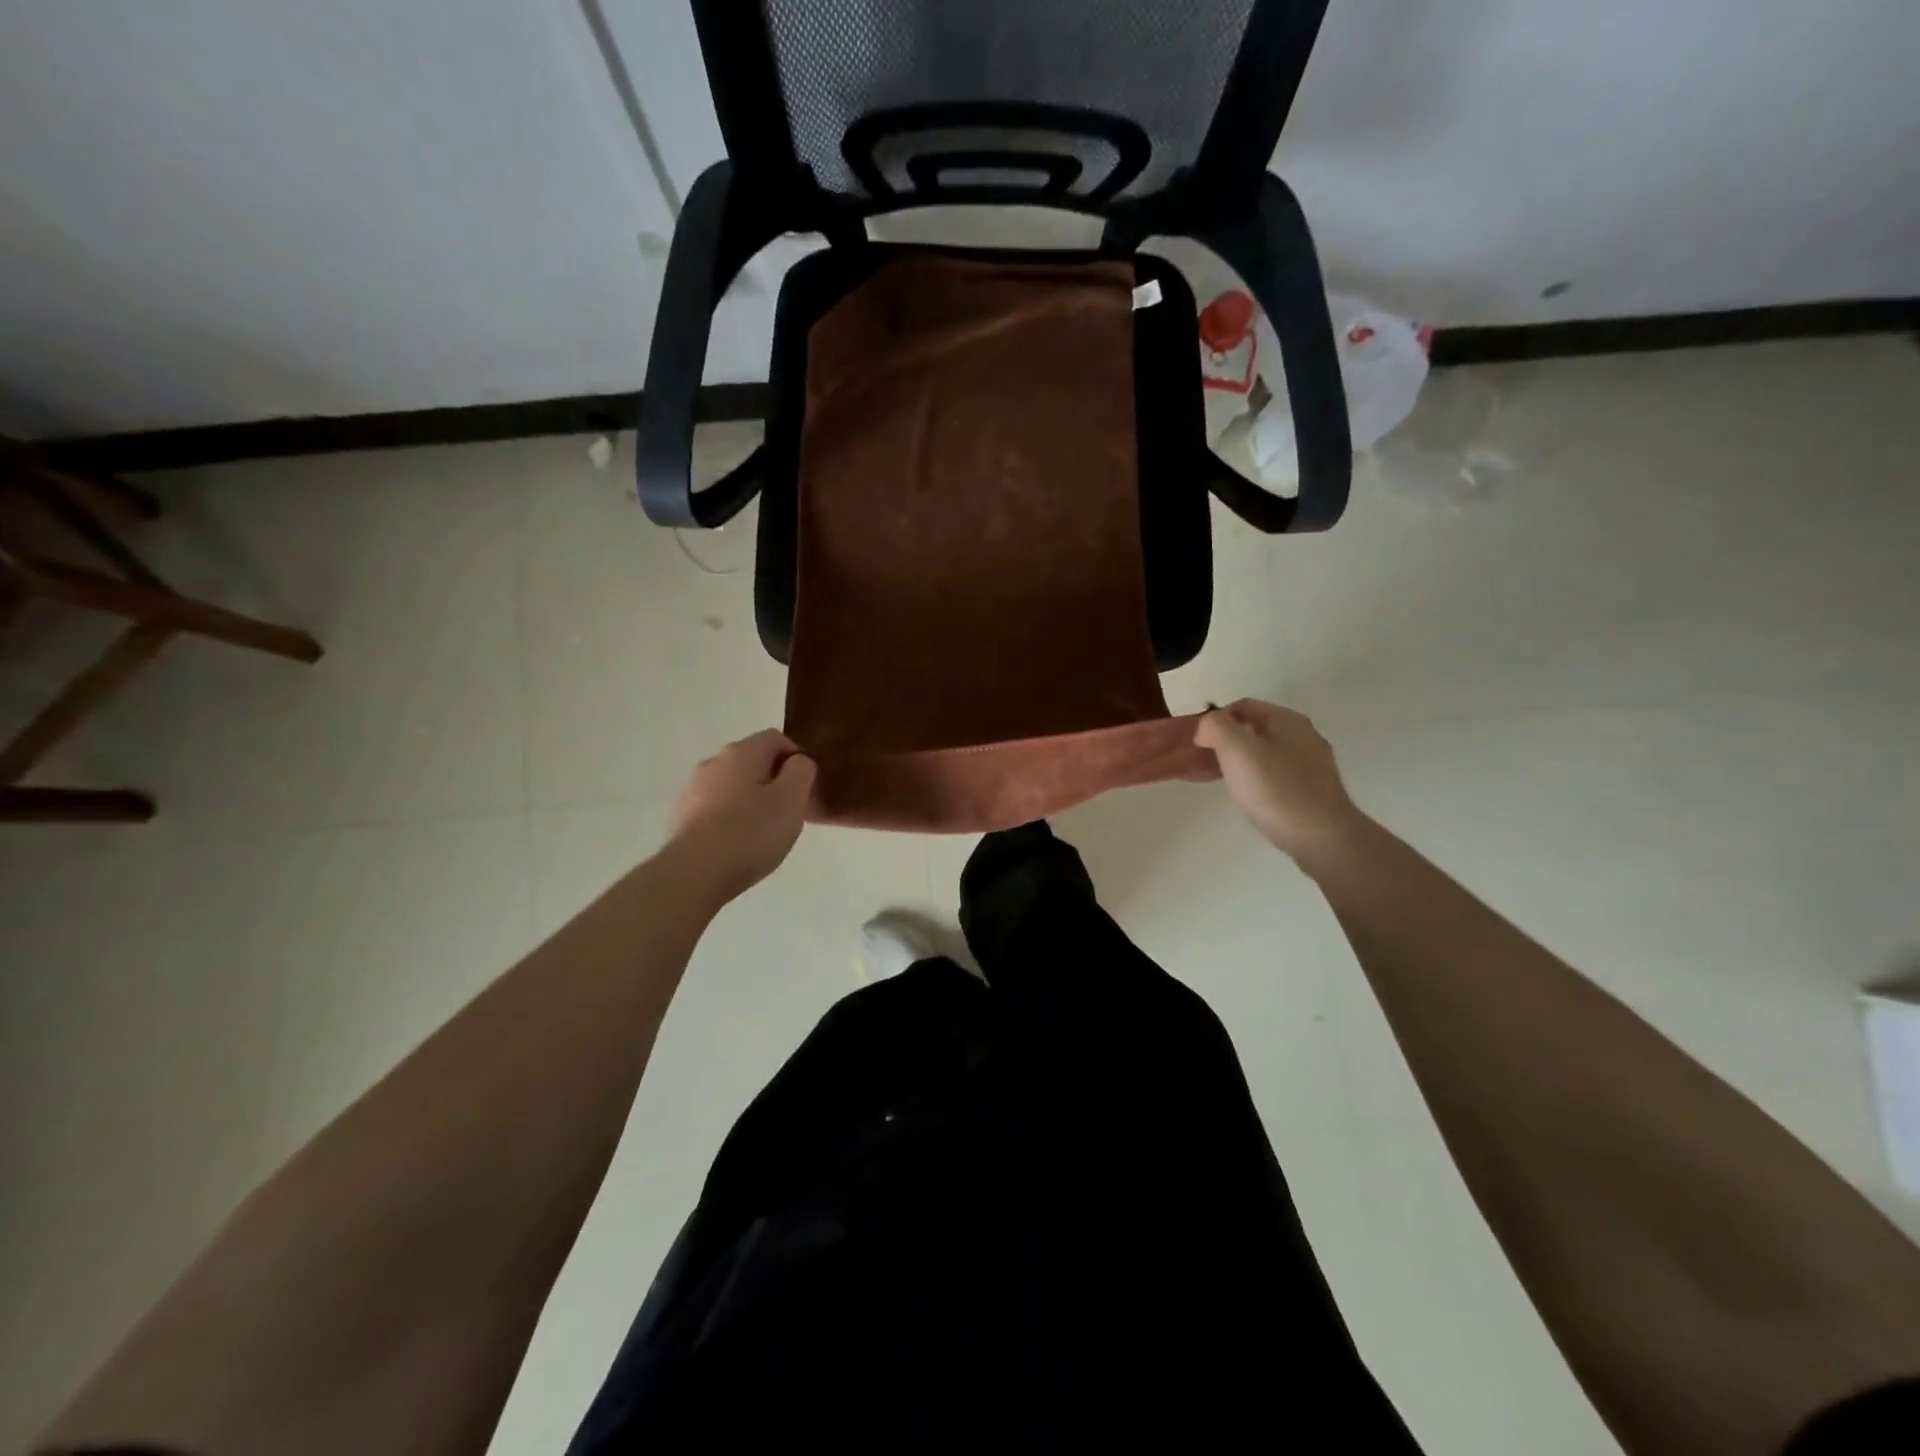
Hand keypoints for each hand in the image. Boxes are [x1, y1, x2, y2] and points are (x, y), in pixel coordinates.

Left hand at [666, 730, 816, 901]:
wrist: (694, 873)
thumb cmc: (750, 833)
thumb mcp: (791, 800)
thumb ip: (801, 772)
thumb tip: (797, 762)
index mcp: (741, 752)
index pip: (775, 738)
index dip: (795, 758)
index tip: (804, 787)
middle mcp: (713, 762)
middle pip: (752, 760)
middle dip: (772, 780)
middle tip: (787, 812)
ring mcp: (692, 789)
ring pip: (731, 785)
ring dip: (749, 799)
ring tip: (761, 832)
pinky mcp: (681, 815)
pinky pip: (714, 807)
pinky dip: (729, 817)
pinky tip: (736, 843)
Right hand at [1194, 700, 1363, 862]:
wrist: (1322, 838)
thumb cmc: (1276, 790)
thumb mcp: (1237, 751)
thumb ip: (1216, 728)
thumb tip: (1205, 726)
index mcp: (1287, 720)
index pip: (1242, 705)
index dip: (1214, 719)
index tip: (1196, 742)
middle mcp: (1302, 736)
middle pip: (1253, 729)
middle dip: (1223, 741)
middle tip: (1200, 761)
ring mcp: (1310, 764)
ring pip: (1263, 753)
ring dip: (1235, 761)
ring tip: (1214, 779)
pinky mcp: (1311, 790)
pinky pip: (1273, 774)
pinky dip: (1252, 778)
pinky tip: (1243, 795)